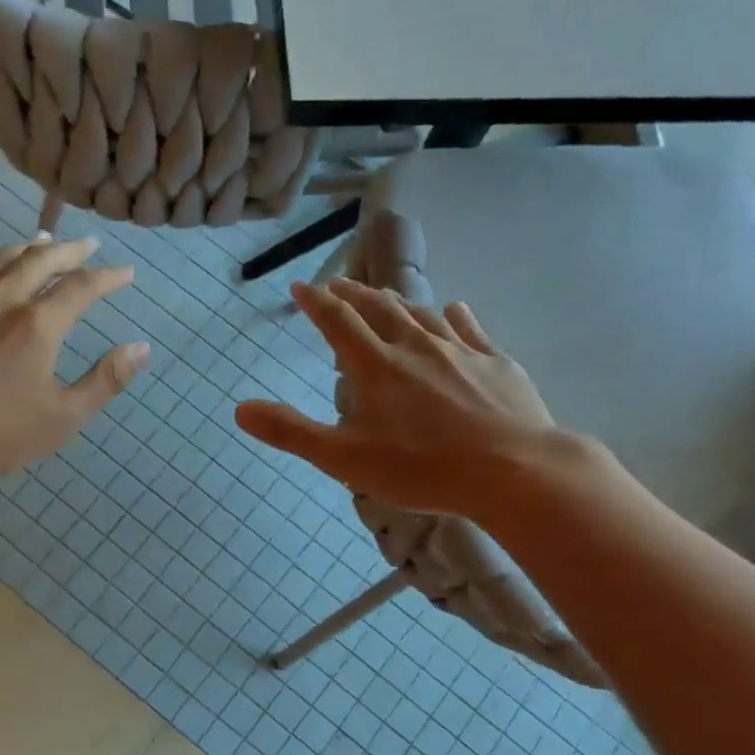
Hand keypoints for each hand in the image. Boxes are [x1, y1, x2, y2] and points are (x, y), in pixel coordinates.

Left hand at [0, 236, 148, 477]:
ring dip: (26, 247)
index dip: (108, 277)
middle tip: (87, 245)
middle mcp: (1, 298)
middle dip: (69, 251)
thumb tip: (141, 348)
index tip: (125, 271)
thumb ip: (105, 380)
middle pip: (40, 261)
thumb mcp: (63, 417)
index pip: (82, 287)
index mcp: (38, 324)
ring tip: (42, 243)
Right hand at [235, 279, 564, 515]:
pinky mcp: (496, 363)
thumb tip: (240, 409)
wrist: (514, 471)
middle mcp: (416, 347)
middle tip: (338, 283)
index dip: (316, 302)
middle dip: (354, 293)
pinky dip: (453, 315)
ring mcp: (460, 351)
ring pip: (422, 314)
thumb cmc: (422, 469)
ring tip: (384, 293)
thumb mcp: (344, 459)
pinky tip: (453, 309)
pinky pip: (469, 328)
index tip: (300, 285)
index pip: (338, 322)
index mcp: (376, 367)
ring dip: (398, 300)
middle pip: (379, 308)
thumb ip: (291, 432)